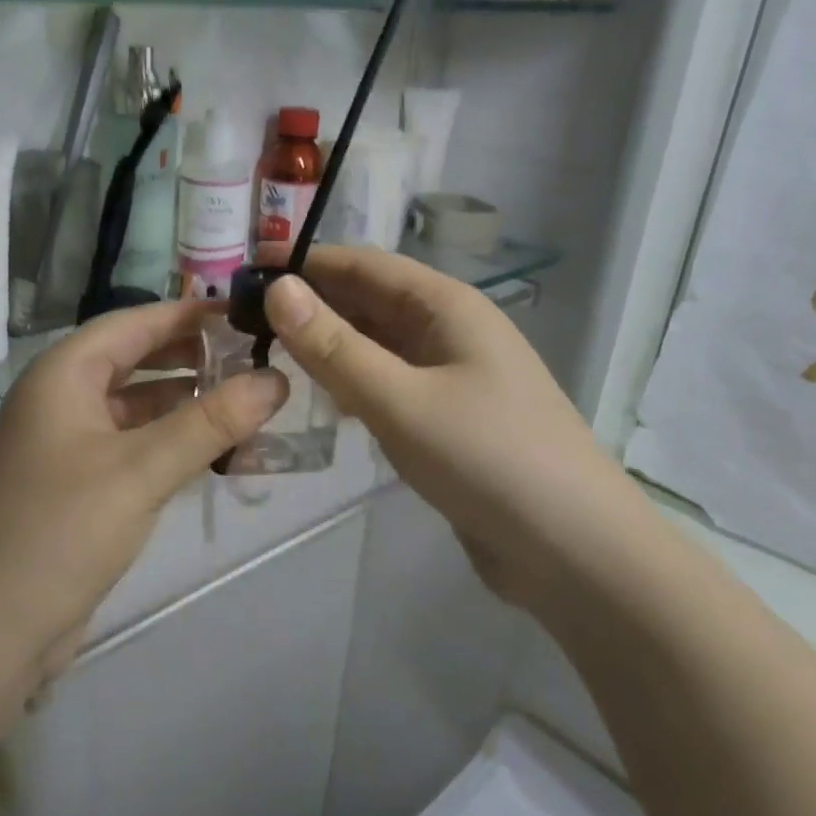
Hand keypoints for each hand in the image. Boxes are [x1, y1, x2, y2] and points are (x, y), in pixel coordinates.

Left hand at [0, 300, 289, 681]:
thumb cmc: (59, 533)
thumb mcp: (141, 470)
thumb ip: (211, 422)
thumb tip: (276, 378)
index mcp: (62, 375)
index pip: (134, 322)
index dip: (190, 314)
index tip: (247, 313)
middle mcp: (60, 399)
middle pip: (136, 361)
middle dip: (192, 358)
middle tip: (257, 358)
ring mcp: (66, 446)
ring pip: (137, 408)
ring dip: (187, 405)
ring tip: (250, 403)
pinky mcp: (76, 487)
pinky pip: (132, 448)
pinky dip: (171, 444)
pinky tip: (216, 453)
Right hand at [263, 246, 644, 607]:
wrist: (574, 552)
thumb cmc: (488, 459)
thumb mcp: (400, 400)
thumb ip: (334, 347)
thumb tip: (277, 289)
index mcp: (446, 306)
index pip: (363, 264)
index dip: (305, 264)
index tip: (245, 275)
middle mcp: (450, 330)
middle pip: (369, 302)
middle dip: (311, 306)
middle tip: (242, 322)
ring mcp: (452, 376)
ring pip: (378, 345)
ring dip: (329, 346)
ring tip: (267, 356)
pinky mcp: (449, 419)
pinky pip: (390, 384)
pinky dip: (353, 384)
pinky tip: (322, 401)